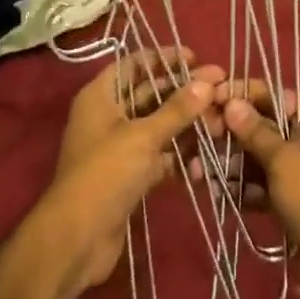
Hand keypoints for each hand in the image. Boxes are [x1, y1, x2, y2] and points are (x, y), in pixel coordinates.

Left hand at [36, 47, 224, 291]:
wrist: (77, 240)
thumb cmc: (105, 173)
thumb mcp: (143, 136)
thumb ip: (177, 109)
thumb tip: (207, 81)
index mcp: (101, 95)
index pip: (134, 63)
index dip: (164, 58)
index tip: (197, 59)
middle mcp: (108, 115)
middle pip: (149, 94)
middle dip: (183, 92)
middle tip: (220, 89)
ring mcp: (119, 147)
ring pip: (157, 126)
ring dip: (186, 124)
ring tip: (221, 121)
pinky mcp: (130, 175)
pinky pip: (159, 155)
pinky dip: (179, 154)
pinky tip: (207, 155)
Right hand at [216, 82, 299, 267]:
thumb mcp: (284, 162)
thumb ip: (256, 131)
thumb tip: (231, 102)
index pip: (275, 94)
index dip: (242, 95)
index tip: (212, 97)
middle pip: (266, 125)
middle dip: (233, 134)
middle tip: (202, 138)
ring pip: (264, 154)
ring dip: (234, 163)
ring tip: (200, 171)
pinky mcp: (299, 192)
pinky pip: (270, 179)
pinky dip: (248, 185)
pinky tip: (219, 191)